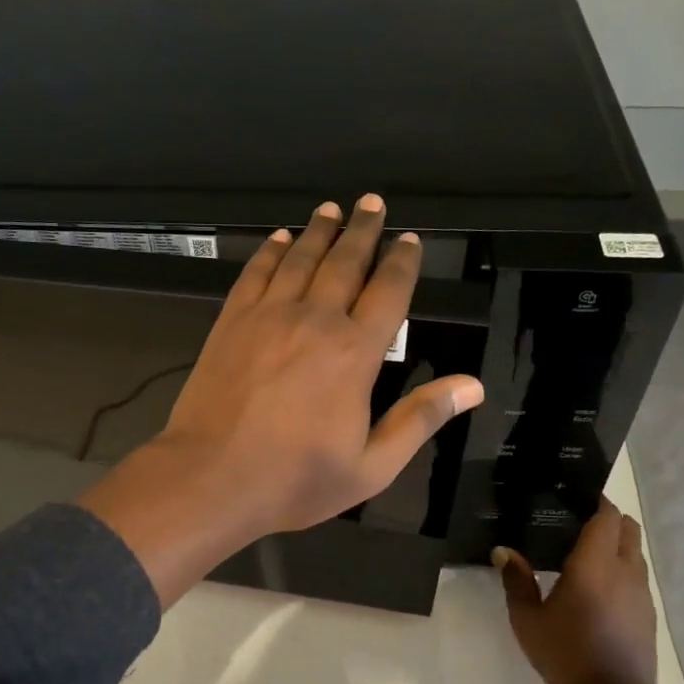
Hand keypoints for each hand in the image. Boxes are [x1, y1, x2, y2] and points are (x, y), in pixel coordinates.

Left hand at [81, 194, 484, 604]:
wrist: (210, 478)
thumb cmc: (294, 480)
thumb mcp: (371, 466)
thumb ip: (419, 420)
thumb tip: (472, 386)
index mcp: (355, 353)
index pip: (388, 293)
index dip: (402, 262)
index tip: (409, 239)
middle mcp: (315, 321)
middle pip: (345, 263)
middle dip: (363, 231)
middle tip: (372, 203)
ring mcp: (268, 317)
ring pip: (299, 260)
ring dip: (319, 231)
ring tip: (332, 209)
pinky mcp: (230, 323)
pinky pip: (255, 274)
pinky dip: (270, 251)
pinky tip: (278, 237)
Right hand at [495, 498, 683, 683]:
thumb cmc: (564, 652)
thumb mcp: (527, 618)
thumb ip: (517, 580)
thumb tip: (503, 551)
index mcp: (595, 564)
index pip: (607, 516)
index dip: (596, 501)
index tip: (576, 497)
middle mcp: (625, 571)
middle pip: (628, 528)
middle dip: (608, 518)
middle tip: (578, 522)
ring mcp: (642, 593)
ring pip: (636, 553)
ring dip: (617, 544)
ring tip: (587, 554)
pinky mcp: (649, 614)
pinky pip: (637, 577)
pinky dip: (622, 570)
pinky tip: (599, 588)